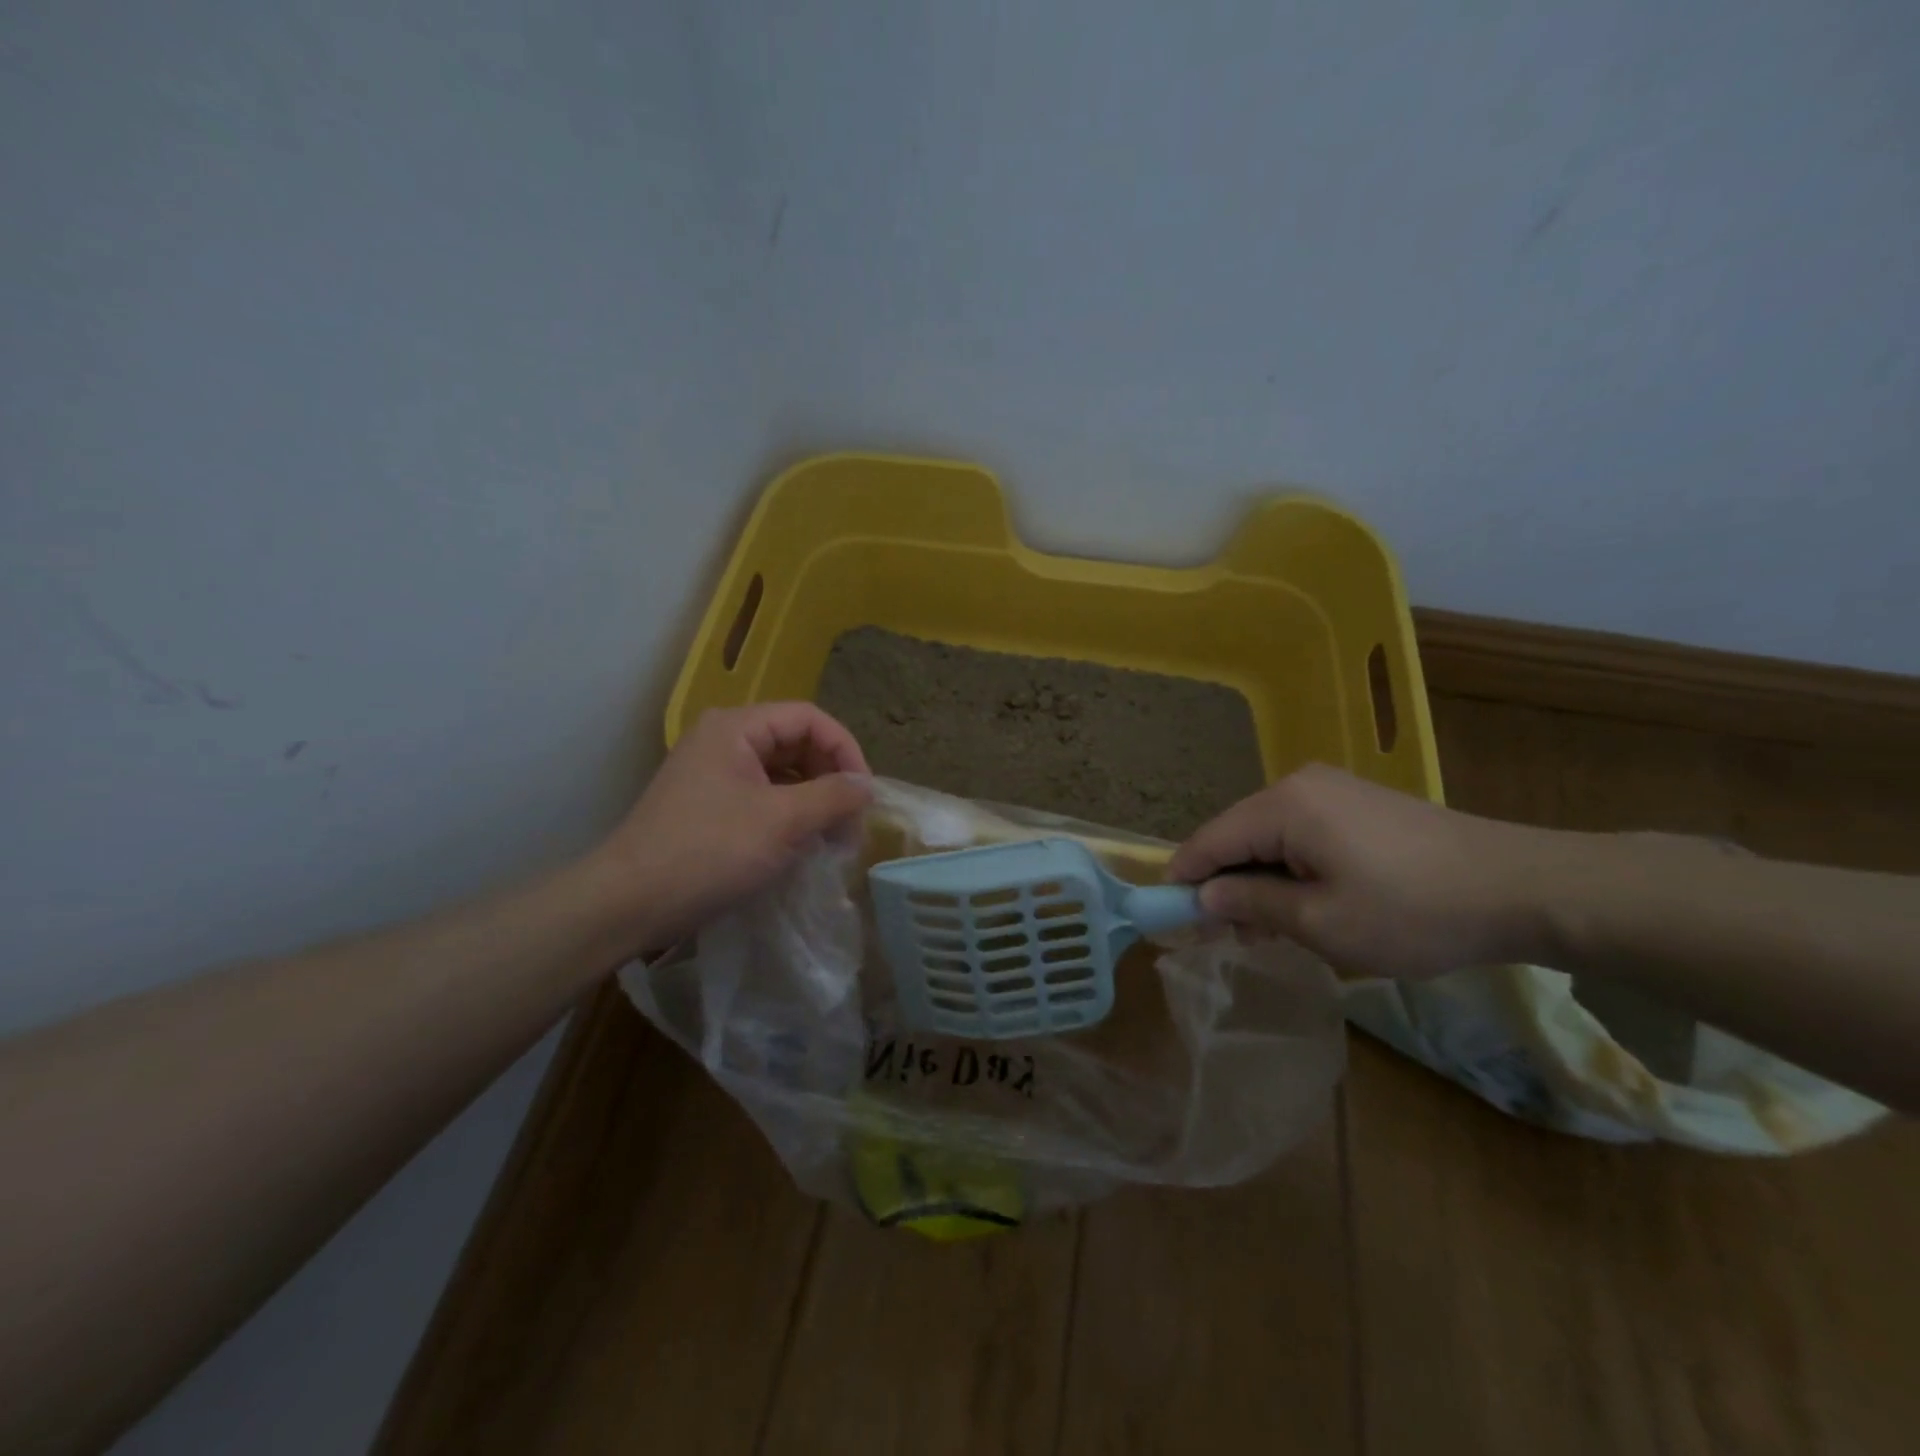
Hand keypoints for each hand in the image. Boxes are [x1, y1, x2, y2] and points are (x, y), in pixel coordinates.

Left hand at [586, 703, 872, 951]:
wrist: (628, 904)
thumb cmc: (709, 852)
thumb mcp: (782, 821)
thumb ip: (833, 796)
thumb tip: (867, 786)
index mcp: (736, 728)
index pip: (809, 719)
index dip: (845, 750)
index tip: (864, 795)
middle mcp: (723, 740)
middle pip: (796, 743)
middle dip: (830, 779)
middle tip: (850, 823)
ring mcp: (712, 774)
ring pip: (781, 773)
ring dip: (813, 801)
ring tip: (831, 839)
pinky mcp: (708, 806)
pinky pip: (762, 797)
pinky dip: (789, 817)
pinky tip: (801, 847)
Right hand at [1166, 763, 1561, 978]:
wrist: (1522, 887)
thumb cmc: (1412, 910)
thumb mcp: (1322, 921)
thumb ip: (1252, 904)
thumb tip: (1204, 898)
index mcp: (1282, 805)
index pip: (1209, 841)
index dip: (1184, 879)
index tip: (1169, 918)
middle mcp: (1298, 784)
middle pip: (1237, 835)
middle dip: (1225, 884)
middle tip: (1224, 937)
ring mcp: (1331, 789)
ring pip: (1269, 836)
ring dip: (1259, 880)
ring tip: (1267, 930)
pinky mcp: (1357, 803)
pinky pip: (1300, 832)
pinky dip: (1290, 868)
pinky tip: (1303, 903)